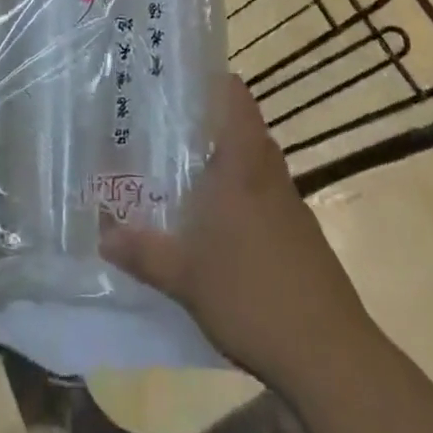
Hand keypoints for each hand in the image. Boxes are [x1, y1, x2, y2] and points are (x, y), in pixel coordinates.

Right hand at [101, 73, 370, 385]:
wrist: (330, 356)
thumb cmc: (252, 295)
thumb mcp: (183, 276)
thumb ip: (141, 250)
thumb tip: (102, 233)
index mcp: (243, 163)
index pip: (235, 97)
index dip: (210, 79)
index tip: (177, 76)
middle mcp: (269, 173)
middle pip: (241, 128)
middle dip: (205, 123)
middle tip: (164, 124)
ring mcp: (290, 205)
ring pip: (253, 164)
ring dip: (223, 162)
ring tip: (181, 171)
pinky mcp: (301, 237)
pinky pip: (264, 197)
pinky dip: (239, 197)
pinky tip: (215, 225)